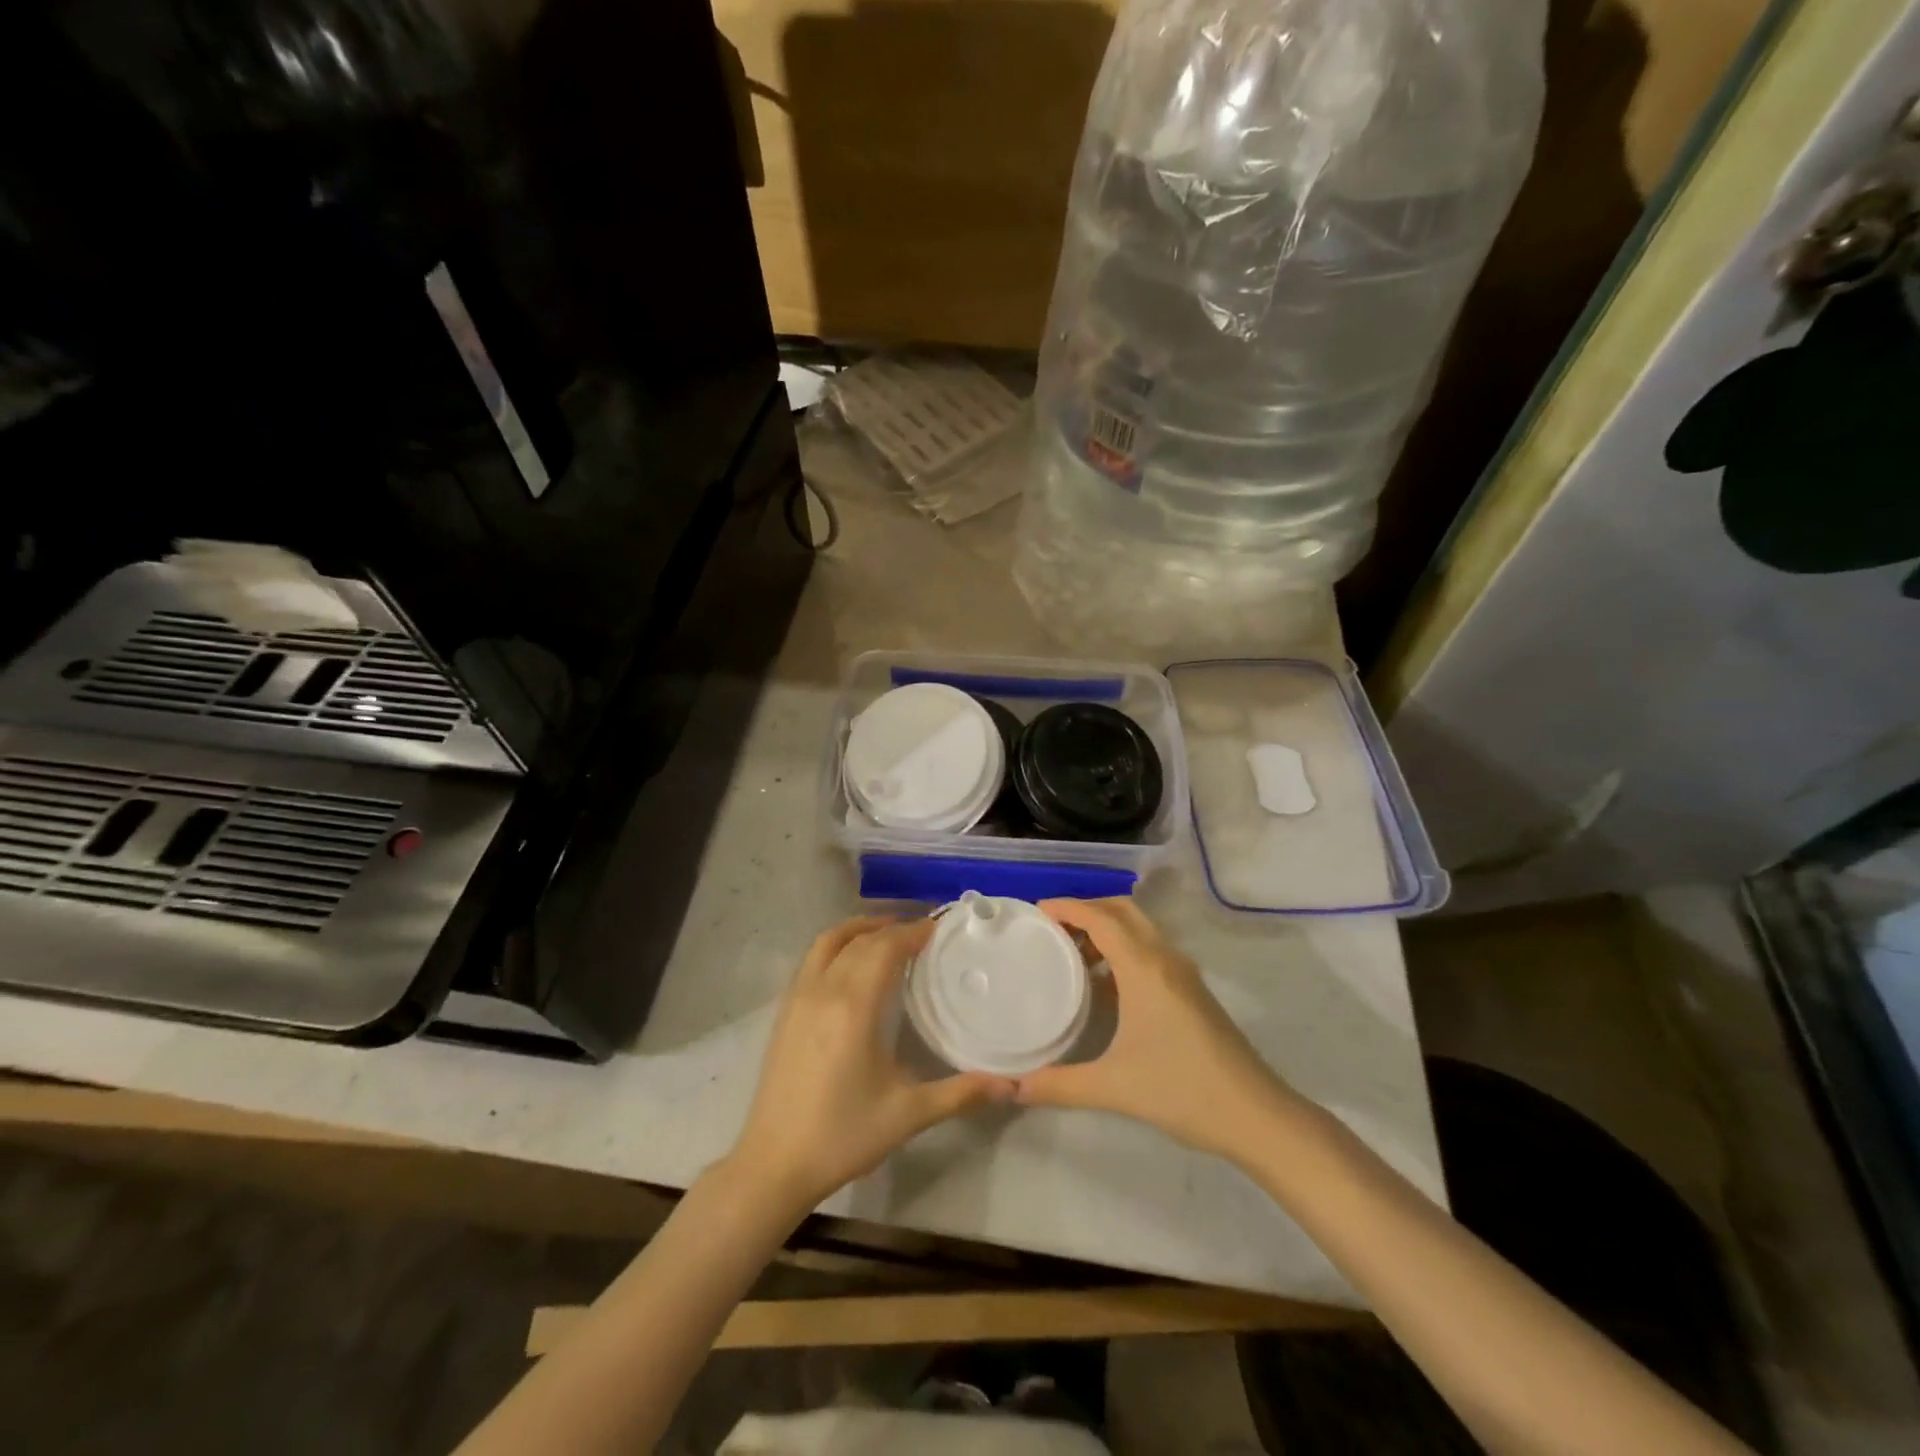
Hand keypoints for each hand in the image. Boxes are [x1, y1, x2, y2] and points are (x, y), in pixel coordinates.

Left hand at [727, 916, 1014, 1213]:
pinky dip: (837, 946)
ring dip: (860, 929)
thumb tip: (1012, 1086)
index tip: (939, 928)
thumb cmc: (843, 1135)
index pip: (886, 947)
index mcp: (854, 1005)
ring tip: (888, 935)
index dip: (913, 931)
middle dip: (893, 929)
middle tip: (923, 935)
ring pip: (830, 941)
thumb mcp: (908, 1114)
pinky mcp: (784, 1011)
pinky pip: (812, 959)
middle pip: (861, 940)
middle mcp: (824, 989)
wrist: (774, 1164)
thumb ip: (961, 1094)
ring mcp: (798, 997)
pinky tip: (852, 966)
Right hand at [1016, 899, 1292, 1162]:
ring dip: (1107, 928)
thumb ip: (1059, 1085)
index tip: (1037, 911)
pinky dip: (1123, 949)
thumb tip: (1015, 1088)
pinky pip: (1151, 950)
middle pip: (1123, 911)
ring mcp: (1183, 973)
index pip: (1101, 918)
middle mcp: (1165, 959)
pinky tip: (1105, 984)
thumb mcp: (1114, 1087)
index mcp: (1144, 968)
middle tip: (1052, 928)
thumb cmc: (1182, 1090)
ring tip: (1072, 952)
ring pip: (1140, 929)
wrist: (1256, 1115)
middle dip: (1087, 910)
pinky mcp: (1193, 990)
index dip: (1068, 907)